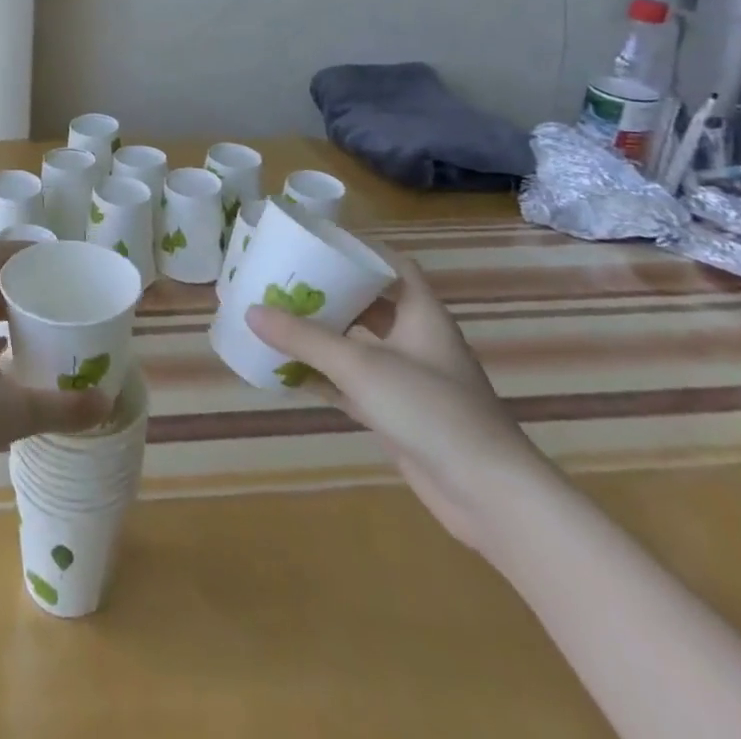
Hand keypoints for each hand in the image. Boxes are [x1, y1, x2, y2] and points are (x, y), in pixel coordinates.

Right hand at [245, 251, 551, 553]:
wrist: (489, 496)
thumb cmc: (431, 410)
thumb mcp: (361, 366)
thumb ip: (305, 338)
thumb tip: (251, 311)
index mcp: (420, 313)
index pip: (392, 265)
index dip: (359, 250)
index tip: (317, 243)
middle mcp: (416, 340)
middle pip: (369, 304)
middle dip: (330, 293)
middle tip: (286, 280)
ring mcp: (408, 380)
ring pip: (358, 346)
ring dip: (323, 336)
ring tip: (278, 319)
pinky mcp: (398, 415)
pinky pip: (352, 385)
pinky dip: (324, 377)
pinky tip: (288, 373)